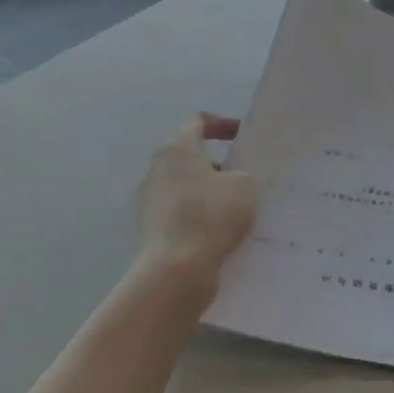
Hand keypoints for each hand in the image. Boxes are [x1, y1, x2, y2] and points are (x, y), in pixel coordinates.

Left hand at [134, 114, 256, 309]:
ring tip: (235, 208)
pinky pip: (180, 213)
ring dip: (208, 193)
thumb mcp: (244, 185)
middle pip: (189, 157)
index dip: (222, 124)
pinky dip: (199, 216)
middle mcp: (156, 169)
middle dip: (217, 164)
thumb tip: (231, 181)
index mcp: (176, 149)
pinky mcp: (151, 229)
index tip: (241, 136)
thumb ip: (241, 174)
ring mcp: (149, 201)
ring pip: (185, 187)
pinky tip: (220, 232)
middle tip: (242, 176)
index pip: (198, 122)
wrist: (176, 270)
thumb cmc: (211, 215)